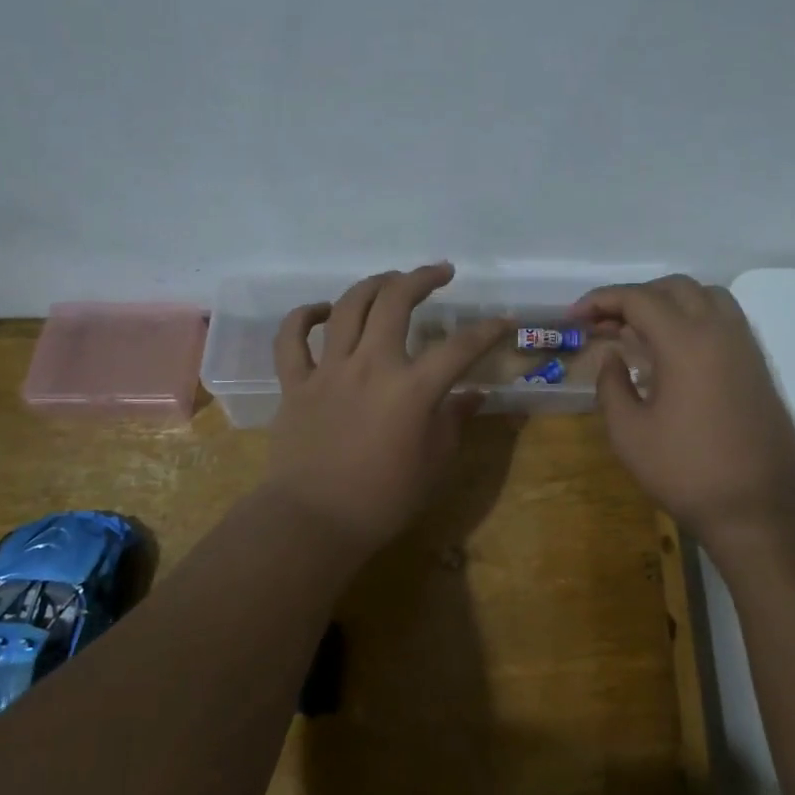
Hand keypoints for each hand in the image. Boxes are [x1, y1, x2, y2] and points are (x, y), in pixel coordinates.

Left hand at [263, 263, 508, 553]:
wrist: (314, 521)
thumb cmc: (384, 499)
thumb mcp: (435, 463)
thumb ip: (454, 421)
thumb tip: (473, 394)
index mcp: (412, 388)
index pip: (460, 347)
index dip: (487, 330)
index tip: (503, 321)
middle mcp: (371, 365)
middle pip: (395, 301)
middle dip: (422, 278)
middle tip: (440, 273)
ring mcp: (329, 370)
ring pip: (346, 307)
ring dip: (372, 284)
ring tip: (390, 279)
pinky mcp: (296, 383)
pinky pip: (291, 338)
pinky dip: (303, 316)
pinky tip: (321, 310)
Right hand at [571, 276, 794, 541]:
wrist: (760, 507)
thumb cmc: (686, 472)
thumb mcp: (629, 434)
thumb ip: (611, 385)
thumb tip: (612, 357)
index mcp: (686, 341)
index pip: (638, 299)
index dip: (600, 301)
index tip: (573, 318)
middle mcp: (719, 330)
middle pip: (673, 288)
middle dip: (633, 297)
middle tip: (603, 324)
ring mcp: (745, 346)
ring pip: (705, 297)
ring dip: (667, 302)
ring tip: (639, 330)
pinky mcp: (757, 365)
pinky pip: (723, 319)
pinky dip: (693, 317)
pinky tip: (673, 352)